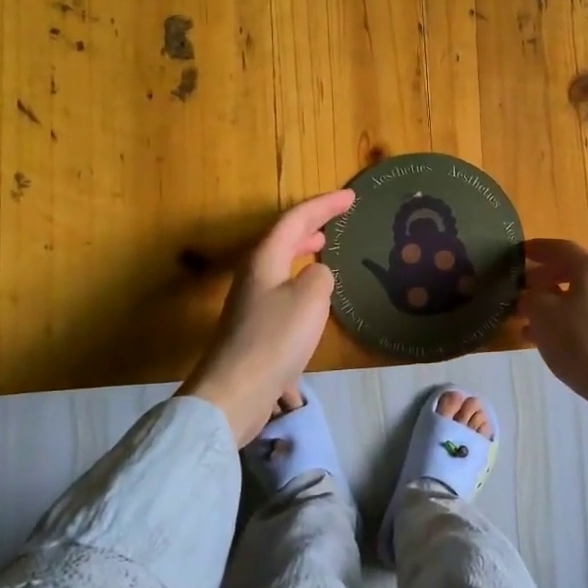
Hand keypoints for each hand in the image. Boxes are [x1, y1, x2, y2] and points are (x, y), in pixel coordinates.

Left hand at [179, 189, 354, 446]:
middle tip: (337, 219)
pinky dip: (300, 281)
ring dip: (303, 252)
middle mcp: (254, 274)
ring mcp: (251, 302)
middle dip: (311, 225)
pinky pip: (282, 289)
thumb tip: (317, 274)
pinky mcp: (254, 328)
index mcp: (265, 259)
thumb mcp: (311, 299)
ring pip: (281, 264)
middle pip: (283, 238)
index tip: (351, 197)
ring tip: (324, 249)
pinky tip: (313, 299)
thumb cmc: (275, 338)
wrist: (236, 391)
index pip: (296, 219)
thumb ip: (320, 276)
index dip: (324, 205)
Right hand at [519, 239, 587, 407]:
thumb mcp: (542, 314)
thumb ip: (531, 298)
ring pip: (580, 298)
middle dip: (546, 278)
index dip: (538, 248)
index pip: (561, 248)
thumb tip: (530, 295)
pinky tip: (549, 342)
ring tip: (527, 322)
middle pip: (574, 272)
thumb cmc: (581, 342)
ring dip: (553, 305)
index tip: (519, 252)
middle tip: (523, 288)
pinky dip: (567, 323)